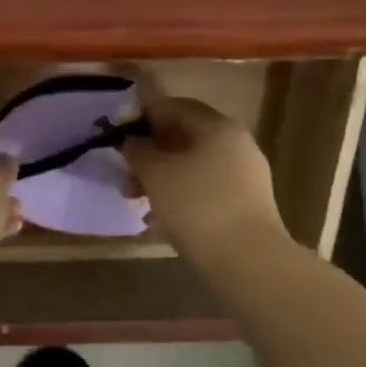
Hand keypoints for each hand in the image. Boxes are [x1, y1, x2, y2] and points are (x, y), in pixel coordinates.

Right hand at [122, 98, 287, 265]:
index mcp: (217, 127)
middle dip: (151, 154)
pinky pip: (205, 189)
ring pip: (193, 166)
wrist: (246, 259)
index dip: (143, 117)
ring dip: (162, 178)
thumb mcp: (155, 174)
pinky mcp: (246, 204)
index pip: (174, 107)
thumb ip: (138, 151)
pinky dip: (181, 196)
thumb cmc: (196, 205)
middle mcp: (236, 144)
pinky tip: (160, 219)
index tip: (119, 135)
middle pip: (184, 138)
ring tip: (137, 202)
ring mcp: (245, 175)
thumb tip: (131, 141)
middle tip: (125, 174)